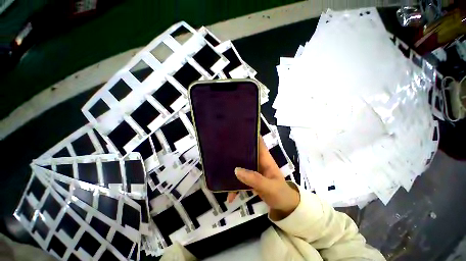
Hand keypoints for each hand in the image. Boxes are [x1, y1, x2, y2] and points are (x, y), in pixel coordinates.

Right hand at [227, 137, 299, 218]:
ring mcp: (254, 171)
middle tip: (222, 149)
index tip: (236, 132)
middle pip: (246, 153)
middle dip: (236, 151)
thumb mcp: (270, 187)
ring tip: (220, 169)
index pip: (258, 142)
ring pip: (241, 165)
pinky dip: (235, 186)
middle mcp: (258, 162)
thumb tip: (236, 170)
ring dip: (232, 169)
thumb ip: (255, 179)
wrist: (285, 209)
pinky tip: (229, 195)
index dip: (249, 135)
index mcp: (265, 159)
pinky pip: (241, 179)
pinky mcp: (251, 180)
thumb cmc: (281, 194)